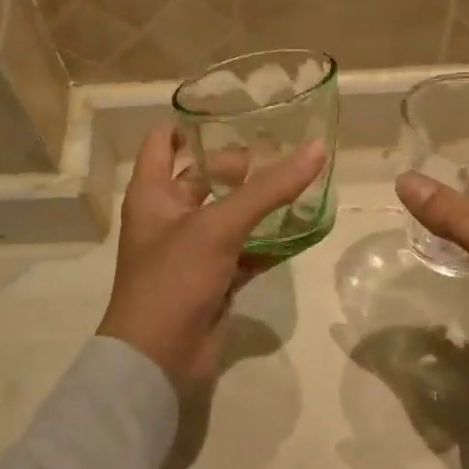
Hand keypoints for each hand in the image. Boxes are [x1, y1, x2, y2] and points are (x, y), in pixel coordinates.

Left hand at [99, 126, 327, 387]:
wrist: (159, 358)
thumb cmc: (174, 279)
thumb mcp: (218, 226)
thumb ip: (268, 189)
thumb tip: (316, 149)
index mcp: (152, 194)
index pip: (162, 142)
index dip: (189, 123)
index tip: (233, 110)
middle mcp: (169, 217)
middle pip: (202, 176)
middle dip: (239, 164)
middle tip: (284, 148)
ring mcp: (192, 250)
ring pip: (228, 216)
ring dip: (259, 203)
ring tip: (302, 180)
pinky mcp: (213, 279)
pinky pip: (245, 251)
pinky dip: (268, 242)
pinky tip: (301, 229)